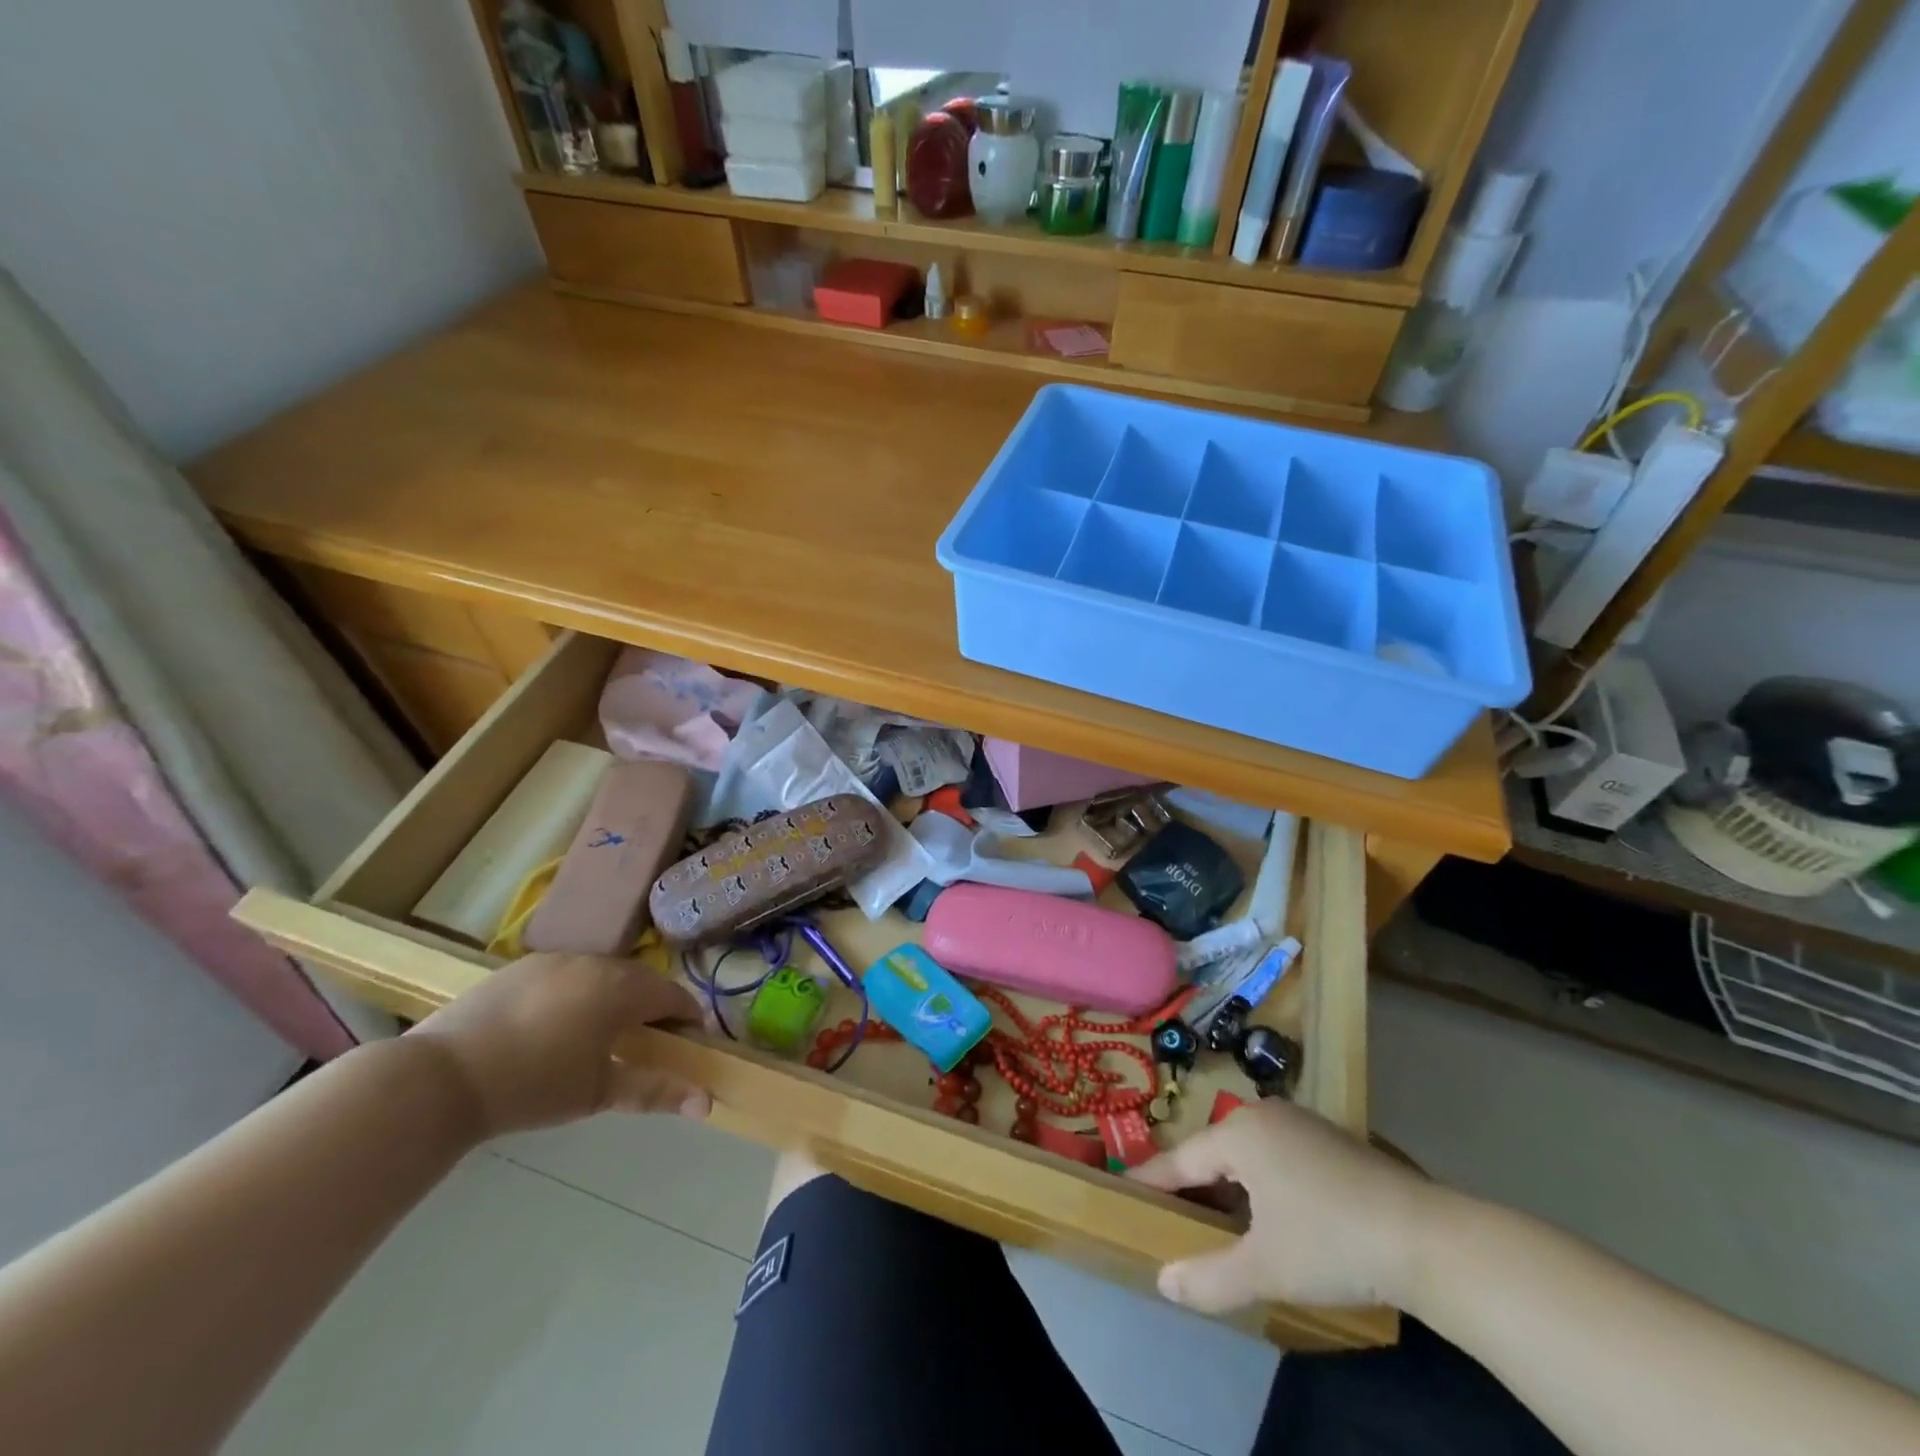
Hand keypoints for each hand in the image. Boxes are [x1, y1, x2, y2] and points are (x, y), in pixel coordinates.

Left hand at [408, 953, 709, 1137]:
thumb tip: (707, 1103)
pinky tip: (554, 1027)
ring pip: (600, 974)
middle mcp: (593, 962)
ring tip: (600, 1036)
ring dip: (612, 998)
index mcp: (620, 987)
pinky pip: (565, 975)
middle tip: (646, 1043)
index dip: (688, 1017)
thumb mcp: (598, 1092)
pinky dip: (575, 994)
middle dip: (650, 1007)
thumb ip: (656, 1090)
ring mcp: (553, 960)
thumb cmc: (532, 1086)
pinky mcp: (518, 967)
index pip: (672, 994)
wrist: (440, 1078)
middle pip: (638, 980)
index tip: (690, 1043)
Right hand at [1130, 1101, 1437, 1314]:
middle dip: (1193, 1184)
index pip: (1181, 1158)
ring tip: (1216, 1218)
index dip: (1153, 1180)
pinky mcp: (1330, 1140)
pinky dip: (1260, 1180)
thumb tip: (1162, 1283)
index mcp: (1240, 1133)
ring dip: (1228, 1184)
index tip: (1124, 1189)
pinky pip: (1275, 1154)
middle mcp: (1265, 1116)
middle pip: (1213, 1150)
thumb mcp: (1265, 1268)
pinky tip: (1270, 1213)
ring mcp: (1301, 1123)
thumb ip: (1208, 1277)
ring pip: (1246, 1152)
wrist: (1428, 1239)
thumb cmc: (1332, 1243)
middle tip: (1172, 1215)